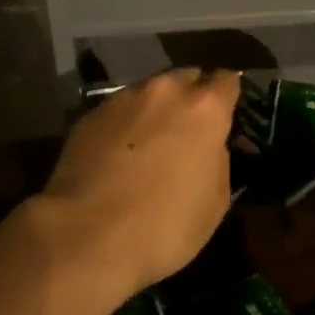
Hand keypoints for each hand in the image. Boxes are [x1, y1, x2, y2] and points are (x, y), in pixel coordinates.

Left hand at [40, 68, 239, 294]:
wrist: (87, 236)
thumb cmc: (165, 226)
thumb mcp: (215, 202)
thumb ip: (218, 160)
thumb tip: (208, 147)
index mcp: (205, 108)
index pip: (227, 80)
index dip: (227, 97)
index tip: (225, 116)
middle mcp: (166, 90)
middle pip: (186, 79)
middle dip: (190, 98)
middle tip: (187, 131)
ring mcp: (124, 98)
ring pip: (150, 93)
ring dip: (155, 110)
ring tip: (148, 144)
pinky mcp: (91, 114)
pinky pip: (119, 111)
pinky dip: (125, 125)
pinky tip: (117, 155)